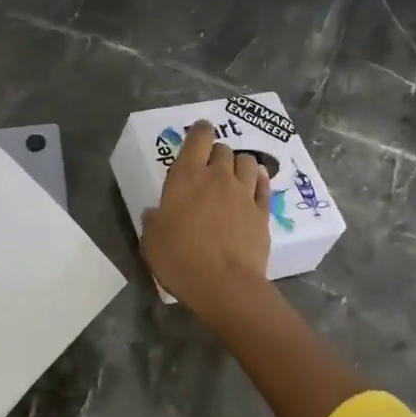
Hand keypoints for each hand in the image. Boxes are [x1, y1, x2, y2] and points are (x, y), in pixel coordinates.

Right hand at [142, 120, 274, 319]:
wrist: (224, 285)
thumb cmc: (180, 259)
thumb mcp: (151, 240)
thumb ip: (154, 220)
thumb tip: (155, 213)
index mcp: (186, 177)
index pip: (198, 138)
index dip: (200, 131)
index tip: (199, 132)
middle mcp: (218, 177)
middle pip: (224, 149)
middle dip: (217, 153)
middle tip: (209, 167)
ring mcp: (244, 194)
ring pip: (247, 162)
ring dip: (239, 164)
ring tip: (233, 175)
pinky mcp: (263, 212)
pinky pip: (264, 186)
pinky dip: (259, 180)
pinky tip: (255, 184)